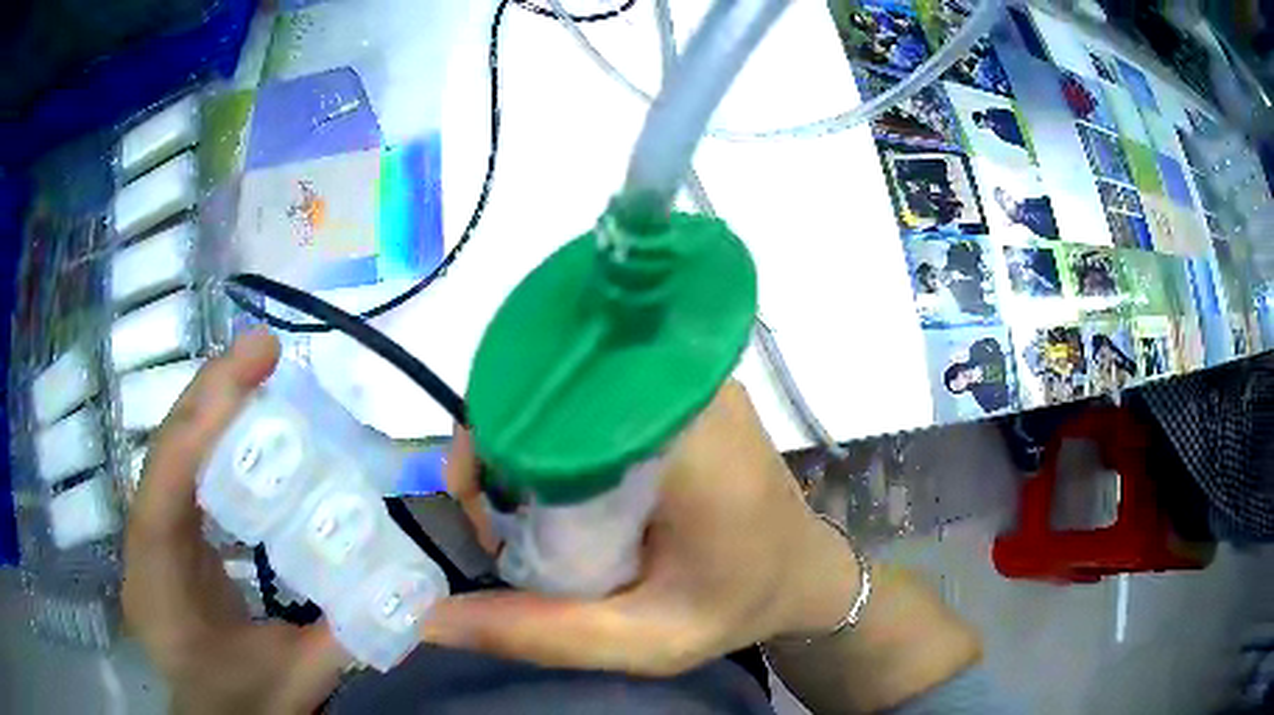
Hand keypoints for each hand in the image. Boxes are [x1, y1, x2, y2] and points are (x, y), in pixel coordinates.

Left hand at [123, 331, 349, 713]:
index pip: (166, 482)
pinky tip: (243, 428)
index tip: (254, 364)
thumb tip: (406, 595)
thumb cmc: (236, 702)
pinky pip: (186, 474)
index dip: (203, 419)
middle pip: (166, 448)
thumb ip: (343, 639)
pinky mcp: (168, 533)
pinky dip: (213, 441)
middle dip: (211, 393)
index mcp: (161, 579)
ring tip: (255, 373)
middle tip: (263, 352)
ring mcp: (152, 532)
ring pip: (173, 453)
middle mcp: (147, 541)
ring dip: (212, 408)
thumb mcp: (290, 681)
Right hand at [427, 381, 861, 676]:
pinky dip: (551, 436)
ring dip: (521, 444)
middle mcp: (687, 387)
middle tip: (496, 526)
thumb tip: (430, 620)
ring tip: (520, 517)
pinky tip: (552, 493)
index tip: (483, 515)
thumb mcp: (646, 642)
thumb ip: (543, 635)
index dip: (494, 444)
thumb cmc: (739, 605)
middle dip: (499, 450)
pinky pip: (587, 393)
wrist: (805, 568)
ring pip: (563, 386)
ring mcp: (684, 377)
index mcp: (690, 441)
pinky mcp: (677, 385)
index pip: (557, 402)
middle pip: (551, 385)